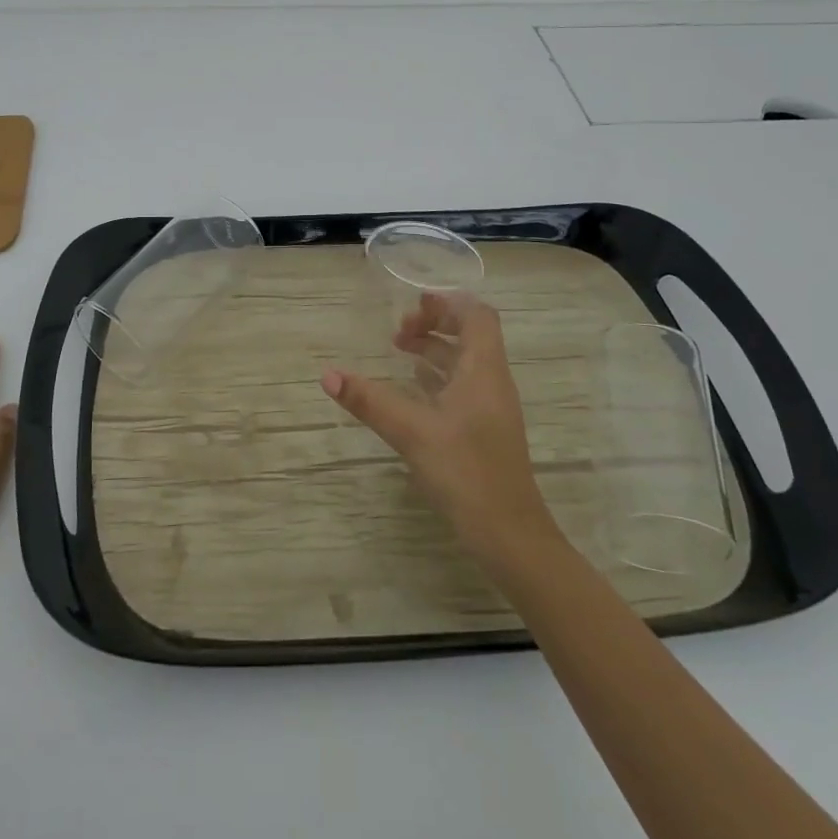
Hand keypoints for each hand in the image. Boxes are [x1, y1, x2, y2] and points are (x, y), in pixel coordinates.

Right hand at [321, 292, 551, 558]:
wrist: (510, 536)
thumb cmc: (466, 473)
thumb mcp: (411, 432)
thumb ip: (370, 400)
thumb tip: (328, 375)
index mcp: (484, 370)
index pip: (477, 315)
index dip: (446, 302)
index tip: (411, 307)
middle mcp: (492, 381)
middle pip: (471, 333)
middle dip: (435, 323)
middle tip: (398, 332)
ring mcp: (491, 407)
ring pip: (466, 360)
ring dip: (435, 348)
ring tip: (399, 350)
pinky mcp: (484, 429)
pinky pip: (463, 385)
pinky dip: (437, 375)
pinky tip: (413, 388)